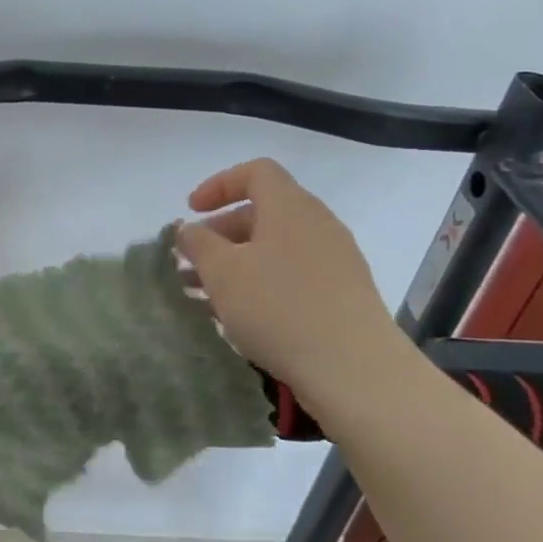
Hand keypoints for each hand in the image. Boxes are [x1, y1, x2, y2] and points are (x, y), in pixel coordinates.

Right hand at [177, 159, 409, 408]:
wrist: (354, 369)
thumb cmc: (278, 309)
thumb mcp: (222, 273)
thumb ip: (198, 243)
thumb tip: (188, 228)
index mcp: (290, 207)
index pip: (256, 172)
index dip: (219, 185)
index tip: (191, 211)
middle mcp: (317, 223)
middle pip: (264, 211)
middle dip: (220, 232)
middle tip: (190, 261)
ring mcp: (336, 258)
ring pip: (275, 247)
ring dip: (237, 262)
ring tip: (205, 294)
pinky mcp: (343, 292)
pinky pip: (293, 272)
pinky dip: (262, 282)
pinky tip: (241, 315)